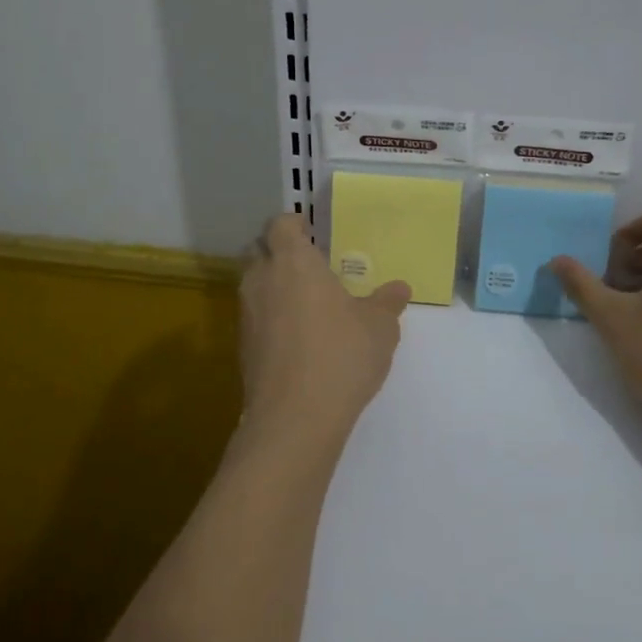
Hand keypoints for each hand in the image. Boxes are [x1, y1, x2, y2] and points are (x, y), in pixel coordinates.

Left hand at [237, 213, 409, 451]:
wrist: (295, 418)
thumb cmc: (341, 355)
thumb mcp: (379, 327)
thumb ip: (387, 302)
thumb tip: (399, 288)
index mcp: (294, 262)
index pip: (280, 225)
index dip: (293, 224)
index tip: (311, 233)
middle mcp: (263, 280)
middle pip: (258, 250)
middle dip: (277, 252)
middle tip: (307, 266)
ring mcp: (247, 315)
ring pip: (252, 285)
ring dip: (272, 286)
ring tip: (305, 303)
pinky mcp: (242, 347)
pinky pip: (254, 317)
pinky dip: (269, 318)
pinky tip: (296, 338)